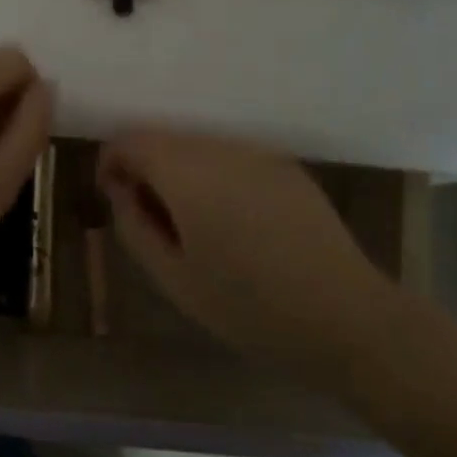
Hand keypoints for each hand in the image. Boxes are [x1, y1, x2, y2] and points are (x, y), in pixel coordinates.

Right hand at [96, 131, 394, 365]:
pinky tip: (236, 224)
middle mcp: (219, 147)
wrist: (345, 317)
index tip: (116, 200)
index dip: (111, 163)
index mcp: (185, 171)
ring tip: (196, 226)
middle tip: (154, 221)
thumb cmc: (248, 305)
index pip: (129, 139)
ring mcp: (257, 153)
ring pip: (200, 148)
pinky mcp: (286, 166)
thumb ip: (134, 226)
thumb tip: (121, 191)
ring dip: (183, 173)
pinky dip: (217, 178)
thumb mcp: (174, 278)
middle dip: (148, 169)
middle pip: (165, 139)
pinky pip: (234, 159)